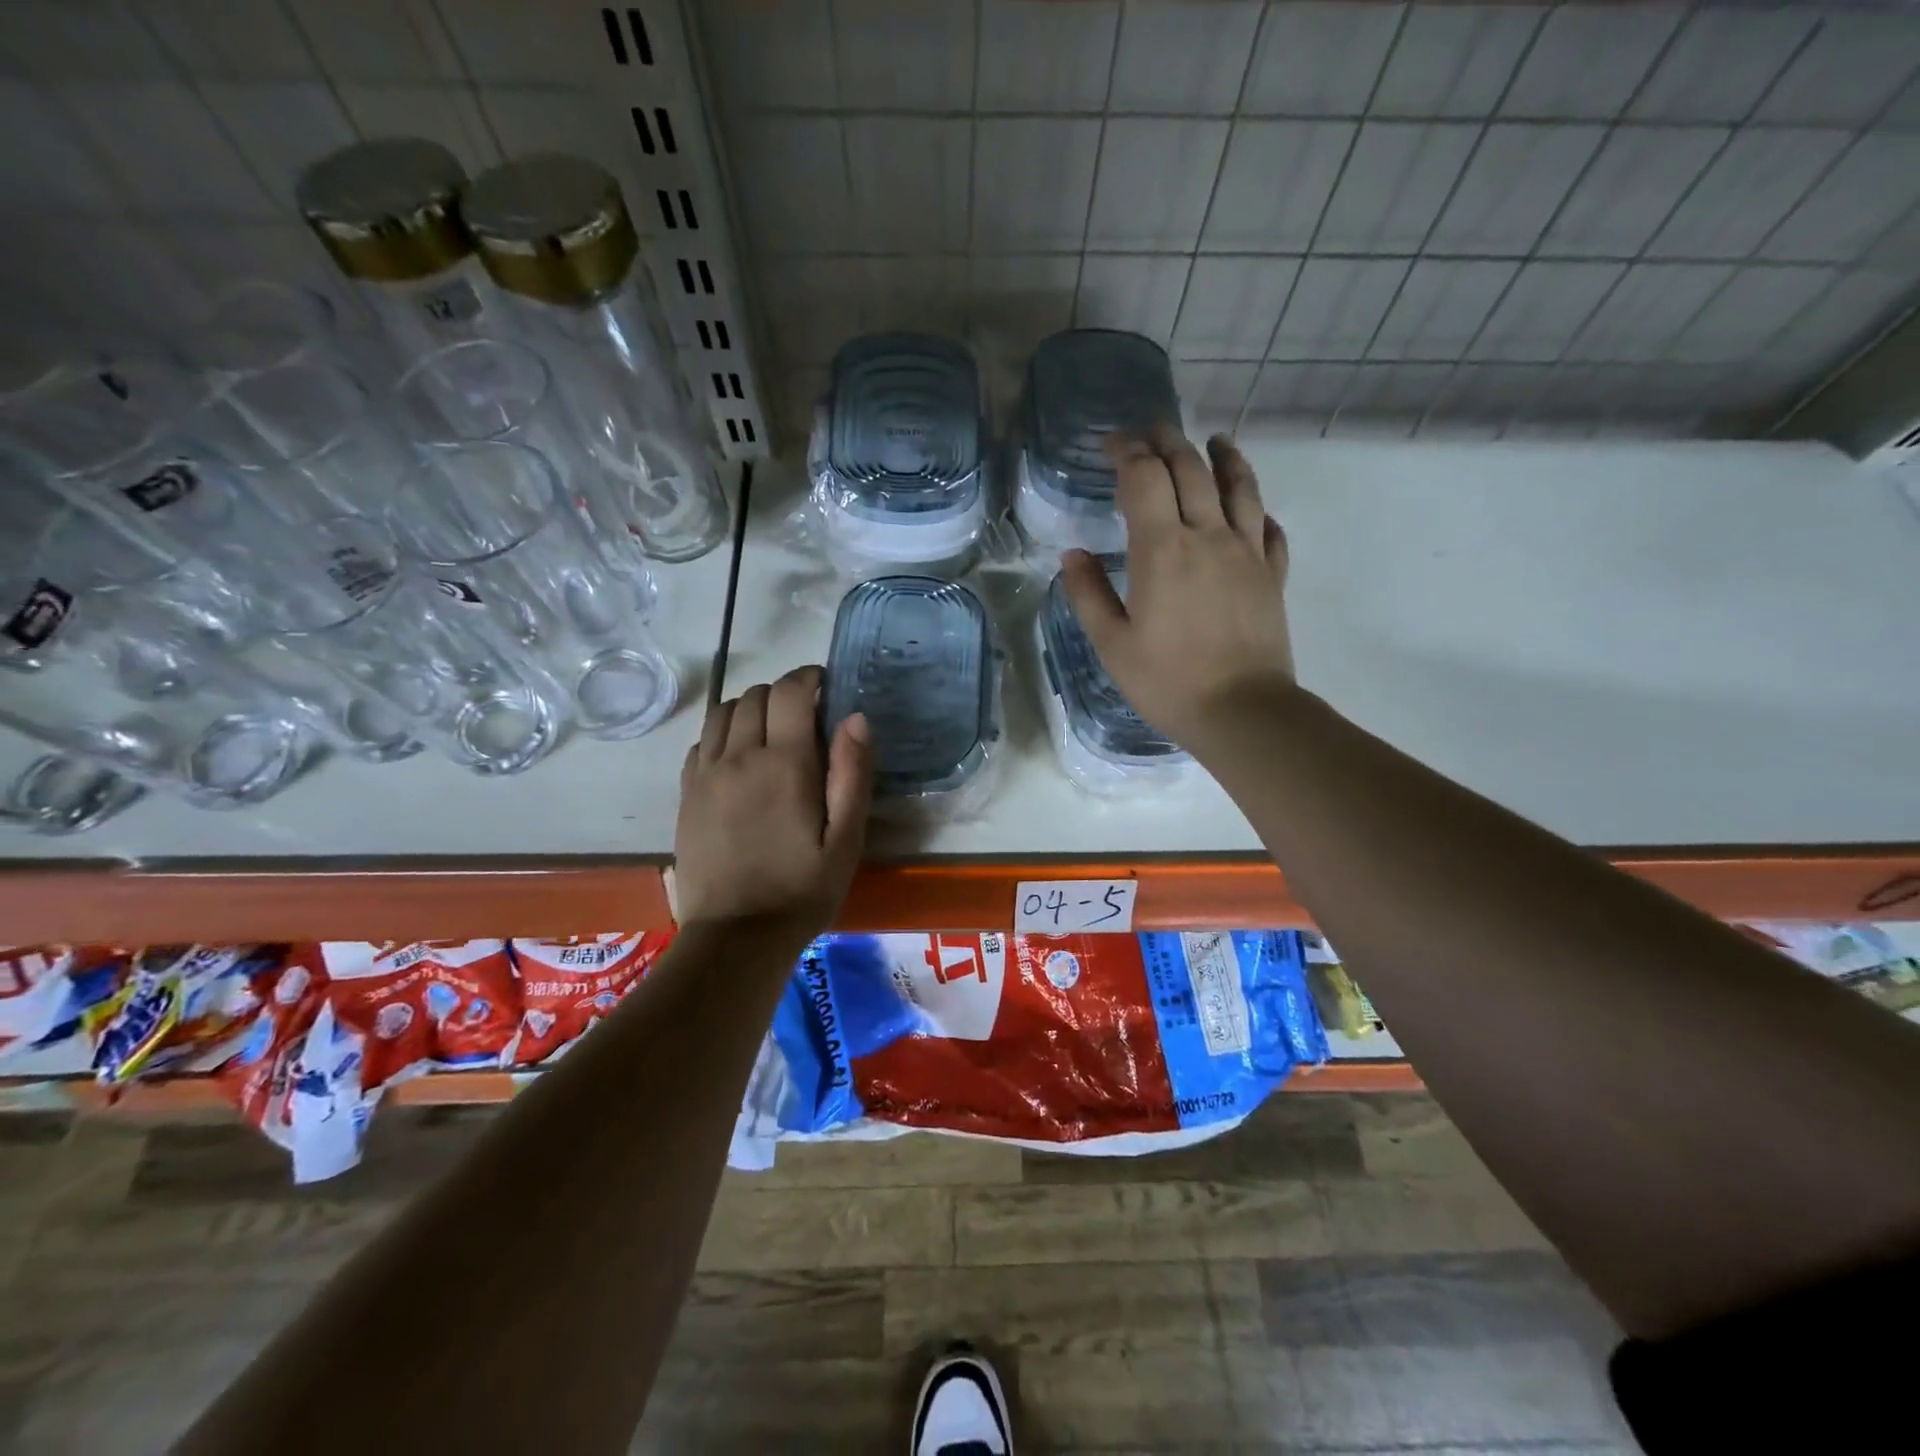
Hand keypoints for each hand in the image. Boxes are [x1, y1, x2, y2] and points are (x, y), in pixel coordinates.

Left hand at [674, 665, 872, 942]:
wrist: (736, 937)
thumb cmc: (803, 890)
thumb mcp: (846, 839)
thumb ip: (852, 774)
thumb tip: (855, 717)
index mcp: (784, 764)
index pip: (790, 691)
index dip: (808, 678)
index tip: (825, 686)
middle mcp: (739, 757)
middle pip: (755, 695)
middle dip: (783, 693)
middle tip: (805, 717)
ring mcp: (705, 774)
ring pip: (723, 712)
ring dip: (750, 708)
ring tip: (770, 732)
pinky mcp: (686, 794)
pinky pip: (702, 741)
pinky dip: (723, 734)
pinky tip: (739, 759)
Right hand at [1060, 425, 1293, 752]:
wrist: (1242, 711)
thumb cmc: (1168, 681)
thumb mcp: (1112, 644)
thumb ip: (1089, 594)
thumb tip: (1072, 556)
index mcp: (1162, 550)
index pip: (1144, 478)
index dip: (1127, 452)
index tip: (1111, 444)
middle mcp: (1208, 536)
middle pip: (1191, 470)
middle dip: (1168, 442)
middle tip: (1151, 432)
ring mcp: (1247, 552)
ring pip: (1239, 487)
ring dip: (1224, 457)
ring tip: (1215, 441)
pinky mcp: (1272, 574)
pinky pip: (1269, 528)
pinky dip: (1257, 509)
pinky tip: (1252, 510)